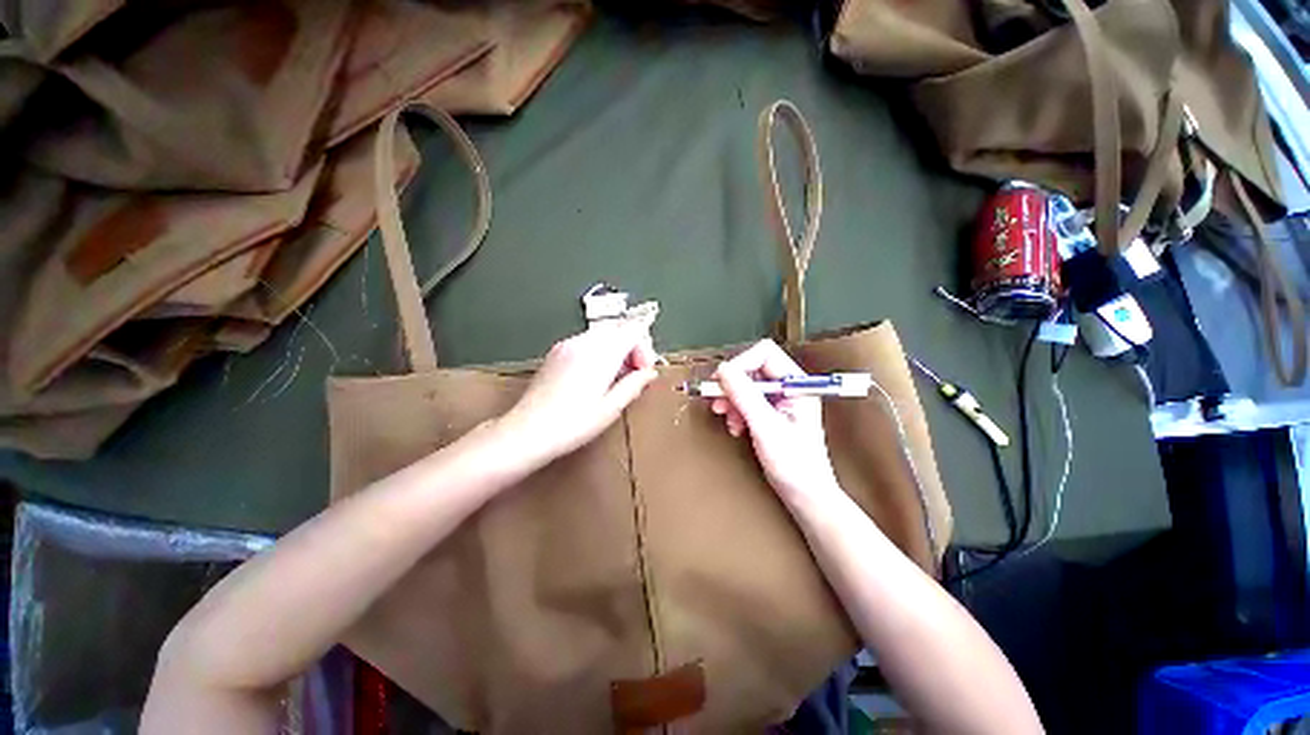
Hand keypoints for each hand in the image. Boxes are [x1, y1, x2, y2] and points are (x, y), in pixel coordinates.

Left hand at [502, 324, 658, 465]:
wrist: (526, 432)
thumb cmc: (572, 425)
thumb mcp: (610, 409)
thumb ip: (633, 385)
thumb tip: (650, 373)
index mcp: (600, 354)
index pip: (632, 330)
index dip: (644, 347)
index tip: (643, 370)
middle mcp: (583, 342)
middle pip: (618, 328)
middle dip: (631, 346)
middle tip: (633, 375)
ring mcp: (566, 345)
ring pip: (602, 334)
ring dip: (616, 349)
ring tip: (614, 379)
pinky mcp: (556, 352)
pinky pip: (586, 341)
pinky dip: (599, 351)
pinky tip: (595, 377)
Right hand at [712, 340, 839, 503]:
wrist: (806, 496)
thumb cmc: (793, 463)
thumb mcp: (765, 426)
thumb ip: (744, 395)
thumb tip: (722, 369)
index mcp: (798, 384)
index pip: (765, 355)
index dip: (741, 364)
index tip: (721, 382)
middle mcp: (790, 387)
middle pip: (753, 369)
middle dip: (733, 385)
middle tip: (717, 402)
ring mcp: (781, 400)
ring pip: (747, 385)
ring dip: (732, 399)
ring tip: (726, 418)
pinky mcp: (772, 413)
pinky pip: (748, 401)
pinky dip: (737, 411)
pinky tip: (735, 427)